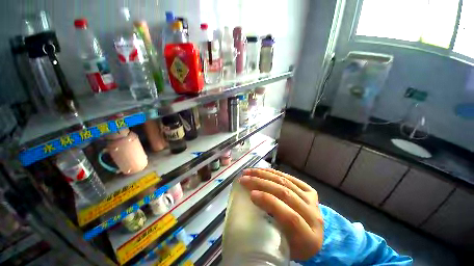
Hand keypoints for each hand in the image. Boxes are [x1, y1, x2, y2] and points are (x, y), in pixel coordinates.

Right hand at [239, 168, 323, 260]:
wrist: (312, 240)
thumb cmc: (293, 247)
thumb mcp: (281, 248)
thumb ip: (269, 234)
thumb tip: (249, 213)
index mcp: (308, 239)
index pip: (289, 216)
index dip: (270, 202)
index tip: (251, 195)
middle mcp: (314, 217)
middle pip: (286, 194)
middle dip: (262, 184)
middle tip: (244, 179)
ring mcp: (312, 201)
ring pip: (286, 182)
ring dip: (264, 175)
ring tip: (249, 172)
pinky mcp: (310, 191)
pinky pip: (290, 178)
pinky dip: (274, 173)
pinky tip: (262, 170)